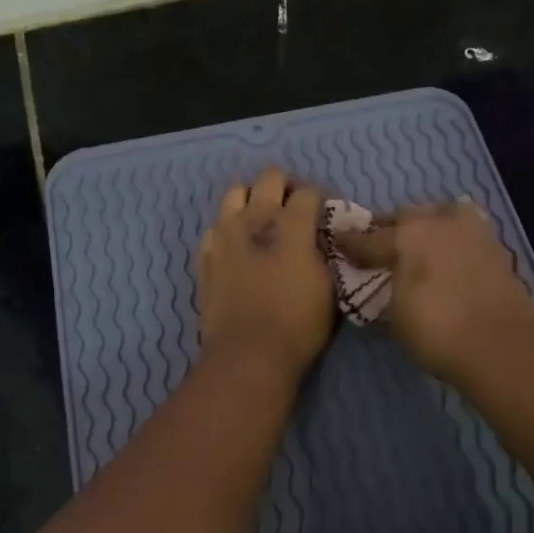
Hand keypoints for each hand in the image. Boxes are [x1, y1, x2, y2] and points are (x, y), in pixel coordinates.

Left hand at [195, 167, 334, 379]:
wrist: (248, 354)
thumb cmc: (298, 324)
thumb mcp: (328, 287)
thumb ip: (324, 253)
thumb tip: (320, 239)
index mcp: (291, 224)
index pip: (308, 192)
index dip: (319, 200)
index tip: (323, 217)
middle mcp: (255, 218)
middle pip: (270, 177)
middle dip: (285, 187)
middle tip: (293, 210)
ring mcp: (225, 234)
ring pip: (235, 192)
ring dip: (252, 199)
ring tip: (261, 221)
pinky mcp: (205, 255)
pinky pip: (215, 226)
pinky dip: (228, 228)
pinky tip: (237, 247)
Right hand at [335, 200, 533, 384]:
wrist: (502, 347)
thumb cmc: (437, 330)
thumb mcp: (396, 314)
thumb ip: (388, 288)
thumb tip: (388, 280)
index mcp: (408, 234)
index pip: (369, 237)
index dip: (351, 243)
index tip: (338, 243)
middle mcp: (440, 222)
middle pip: (407, 216)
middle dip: (391, 229)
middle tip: (381, 248)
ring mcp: (472, 231)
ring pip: (441, 215)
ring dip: (427, 227)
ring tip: (418, 248)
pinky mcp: (497, 248)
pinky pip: (465, 232)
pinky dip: (452, 241)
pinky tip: (446, 258)